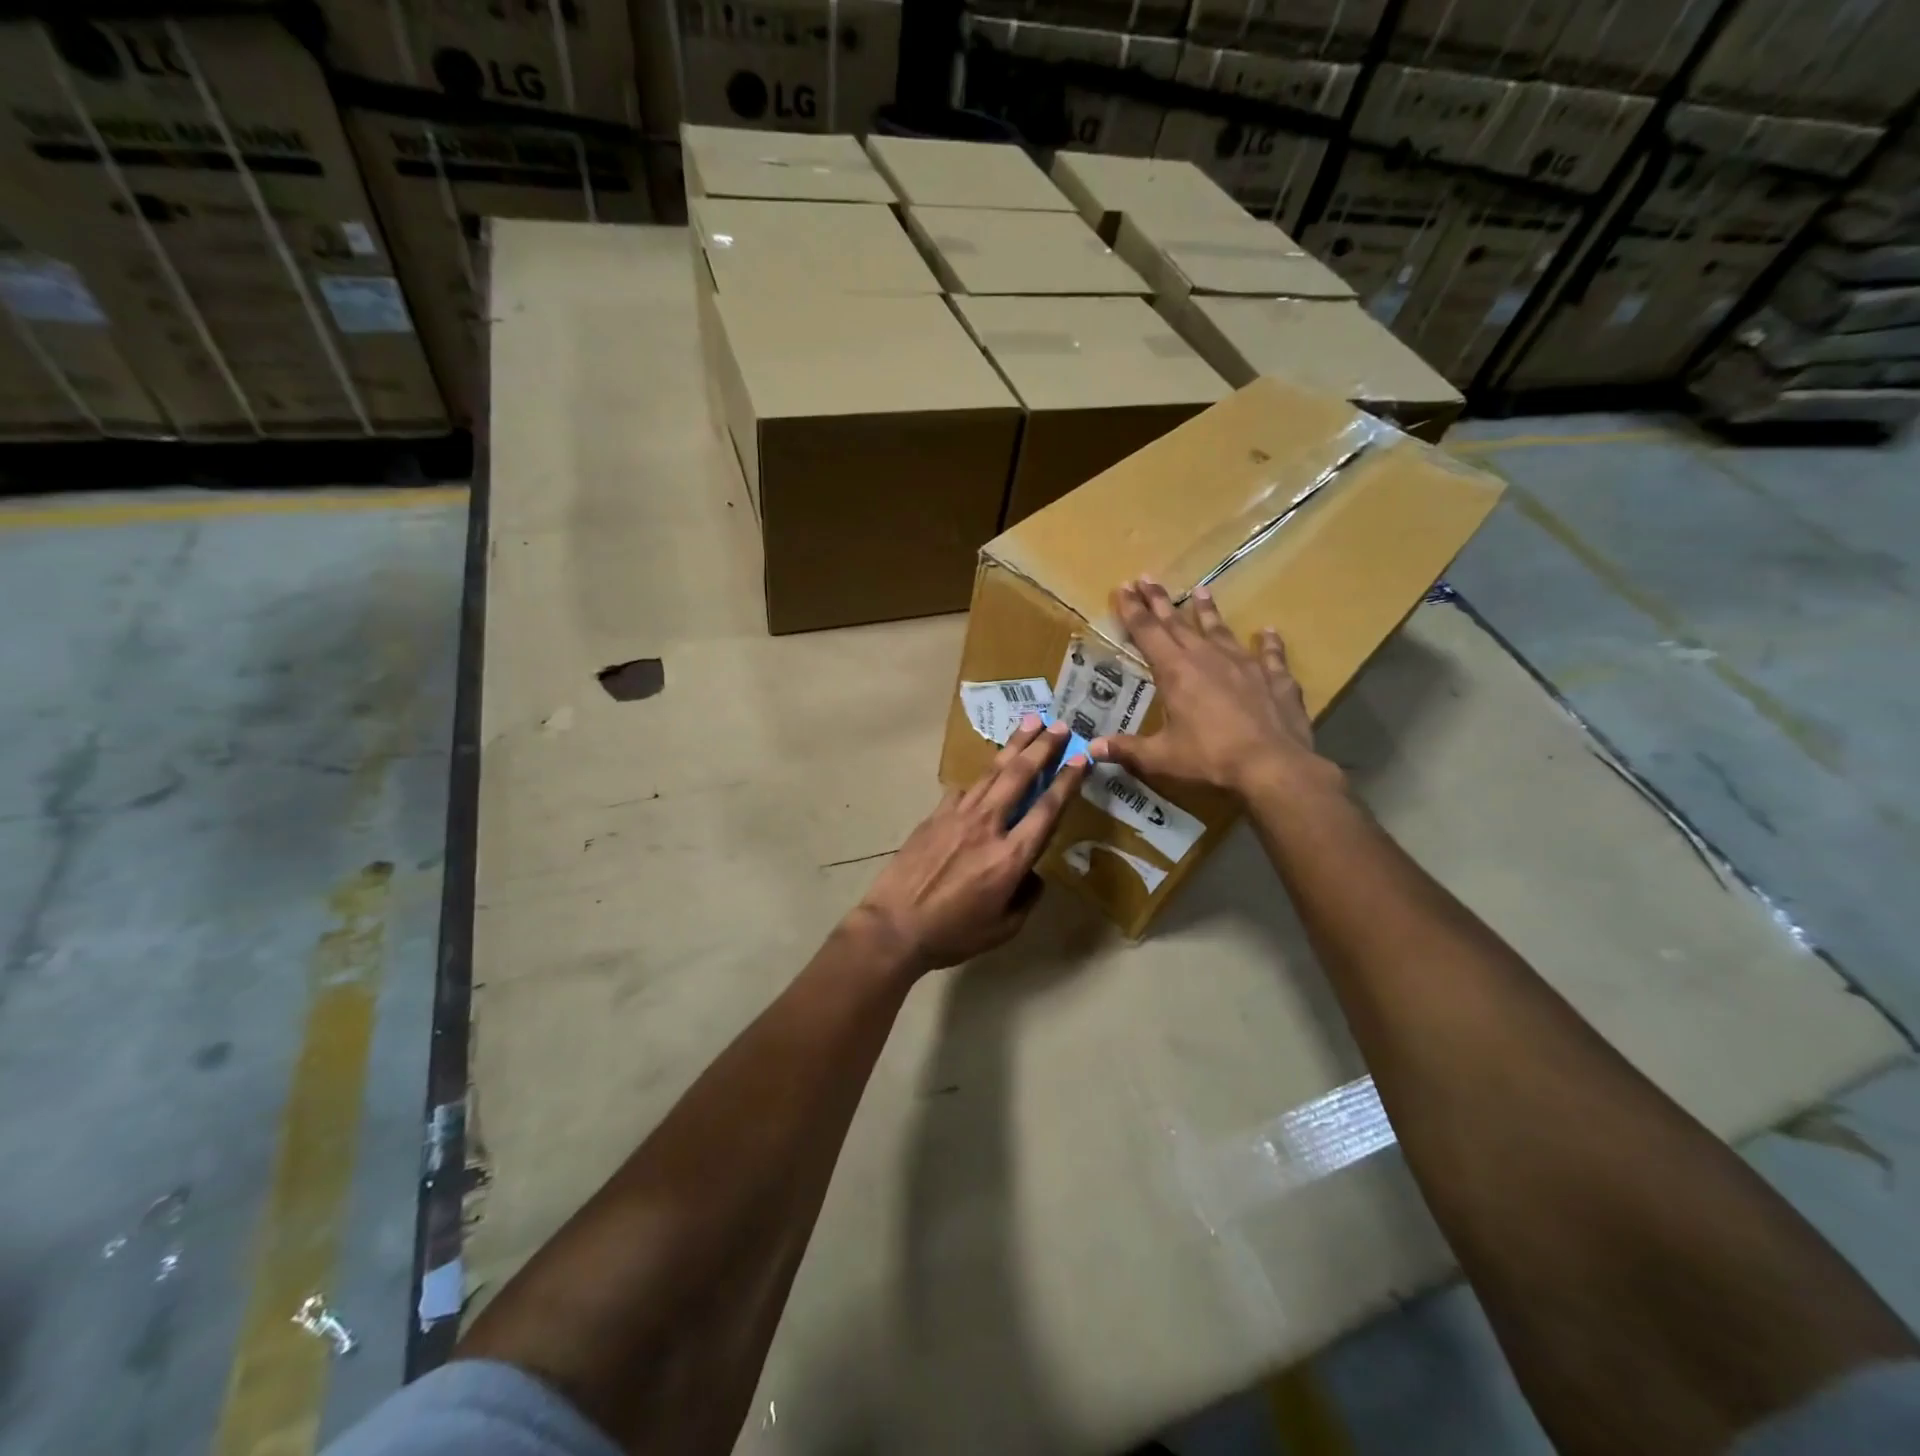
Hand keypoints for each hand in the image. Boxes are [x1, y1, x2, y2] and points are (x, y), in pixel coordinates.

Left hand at [856, 716, 1089, 972]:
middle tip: (1059, 725)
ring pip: (991, 772)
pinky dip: (980, 778)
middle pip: (1020, 776)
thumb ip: (1027, 897)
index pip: (1047, 809)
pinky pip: (964, 790)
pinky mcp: (935, 815)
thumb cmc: (953, 934)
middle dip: (1042, 747)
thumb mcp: (1004, 928)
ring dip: (1014, 746)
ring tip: (1031, 722)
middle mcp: (988, 826)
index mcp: (1011, 856)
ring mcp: (958, 815)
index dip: (1067, 780)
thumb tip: (1032, 874)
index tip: (1081, 757)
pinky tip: (986, 773)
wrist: (894, 926)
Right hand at [1090, 577, 1336, 801]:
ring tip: (1201, 590)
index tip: (1122, 587)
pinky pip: (1270, 655)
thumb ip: (1127, 749)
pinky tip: (1268, 632)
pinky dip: (1268, 643)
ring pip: (1221, 630)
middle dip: (1160, 601)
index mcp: (1176, 672)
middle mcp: (1208, 658)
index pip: (1147, 633)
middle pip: (1178, 623)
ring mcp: (1245, 665)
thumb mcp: (1161, 757)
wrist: (1272, 765)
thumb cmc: (1210, 759)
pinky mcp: (1275, 679)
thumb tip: (1091, 749)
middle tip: (1147, 578)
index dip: (1132, 610)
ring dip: (1208, 611)